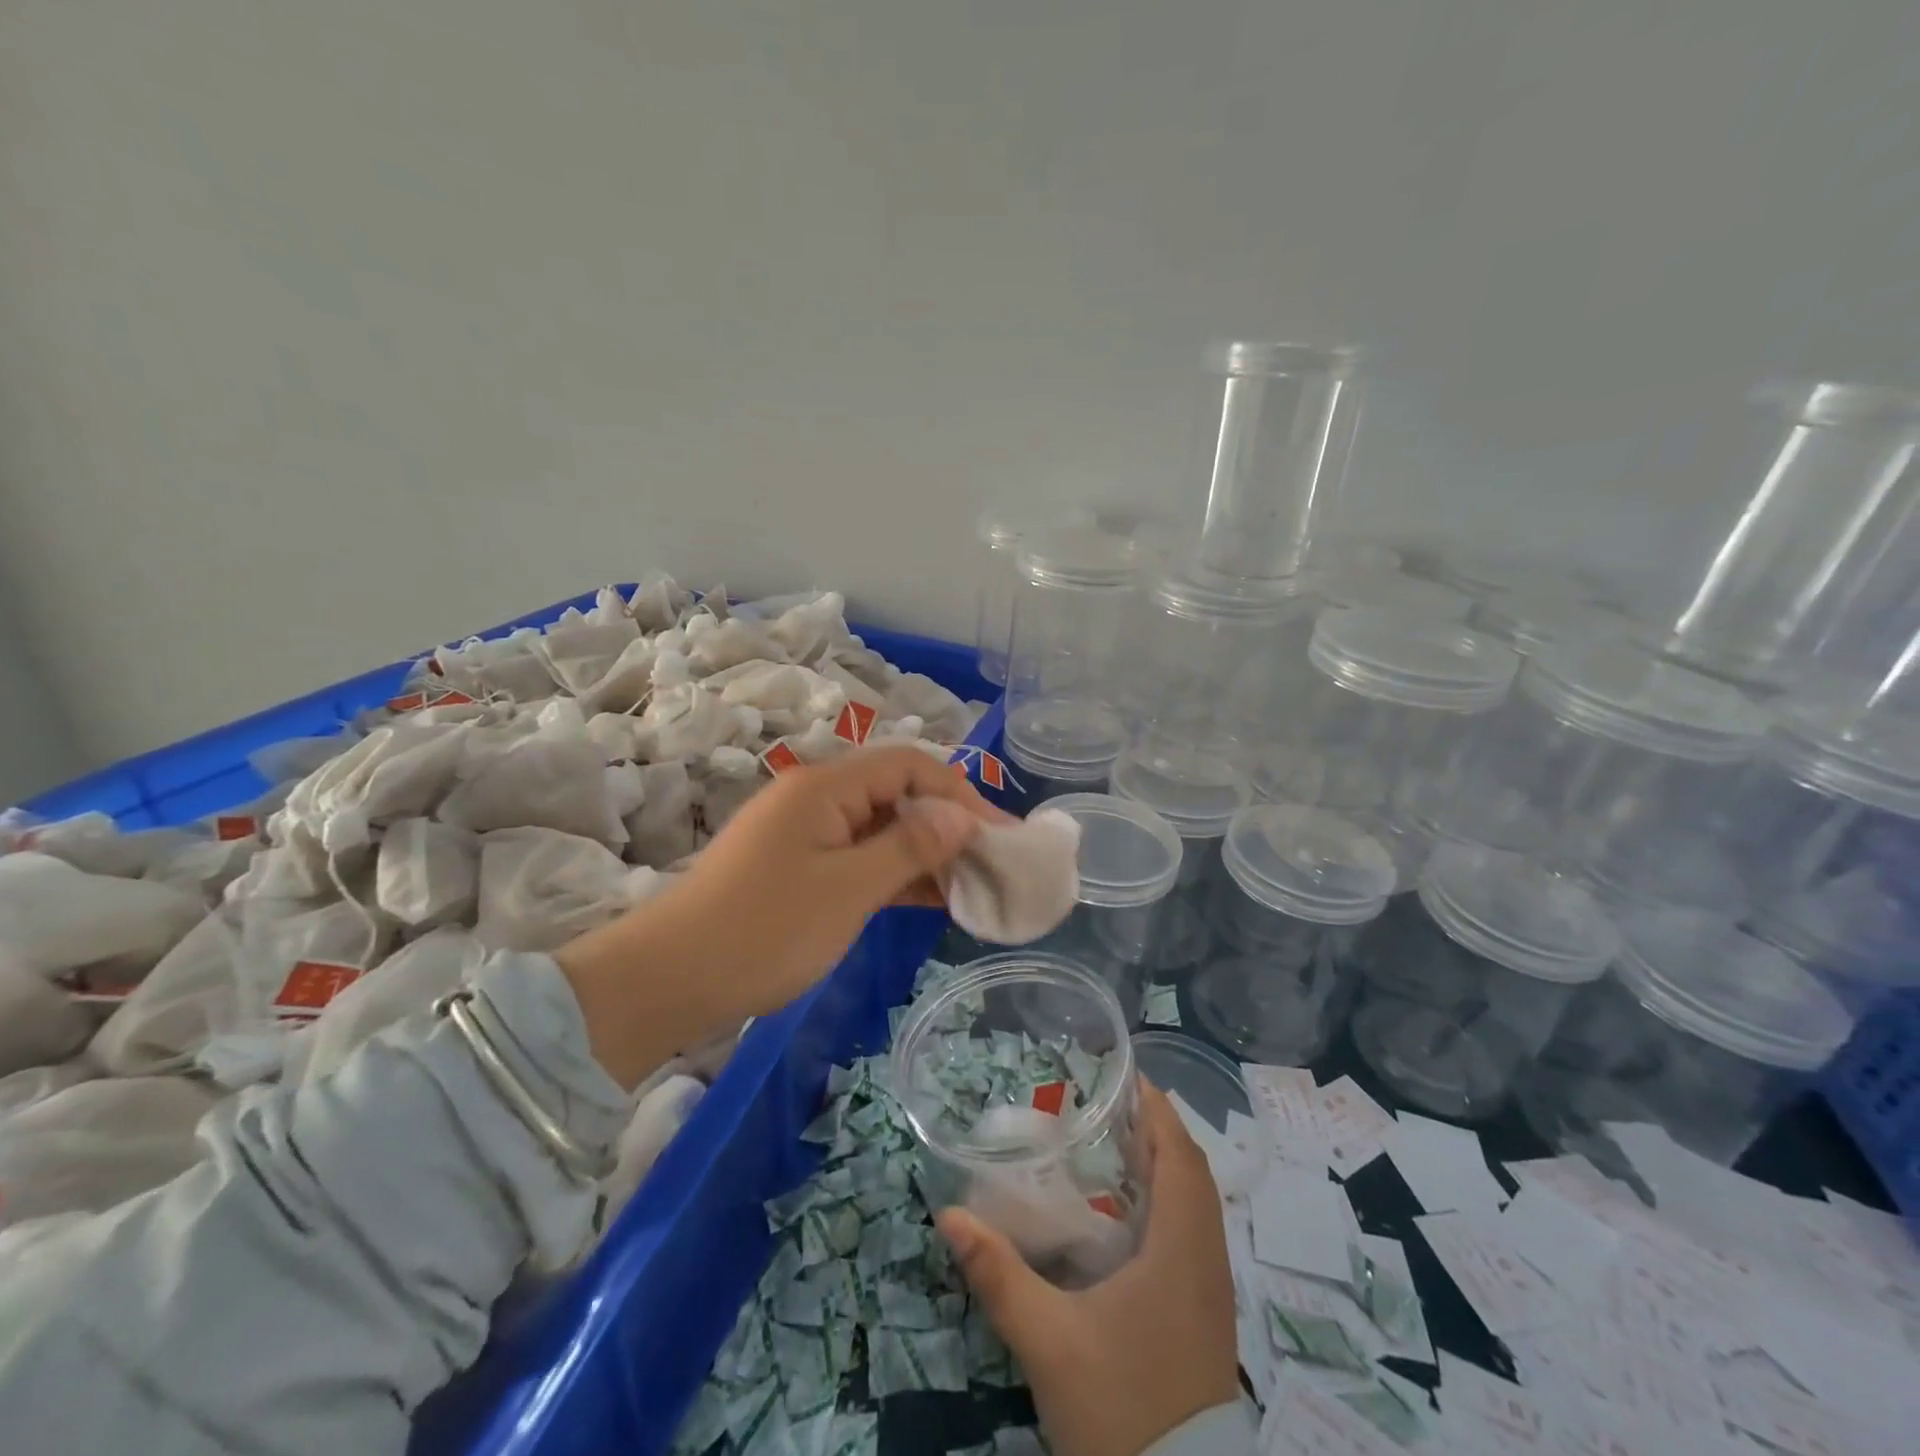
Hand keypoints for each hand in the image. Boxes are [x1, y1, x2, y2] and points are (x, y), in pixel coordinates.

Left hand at [556, 746, 1004, 1086]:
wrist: (668, 981)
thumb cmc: (764, 930)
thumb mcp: (849, 889)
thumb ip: (910, 847)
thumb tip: (961, 817)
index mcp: (825, 787)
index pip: (909, 765)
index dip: (960, 792)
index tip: (999, 834)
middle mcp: (817, 799)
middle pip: (897, 794)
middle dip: (948, 824)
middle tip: (993, 863)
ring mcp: (805, 835)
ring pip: (881, 830)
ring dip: (925, 853)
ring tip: (972, 885)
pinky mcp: (798, 869)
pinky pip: (859, 859)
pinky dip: (895, 875)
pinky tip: (931, 900)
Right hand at [938, 1082, 1239, 1455]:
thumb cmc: (1122, 1409)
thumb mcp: (1050, 1343)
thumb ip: (999, 1277)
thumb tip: (951, 1217)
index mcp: (1180, 1248)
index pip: (1180, 1155)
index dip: (1157, 1109)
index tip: (1126, 1075)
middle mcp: (1206, 1258)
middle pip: (1192, 1171)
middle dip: (1156, 1130)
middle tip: (1109, 1105)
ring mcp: (1212, 1289)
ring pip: (1198, 1203)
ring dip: (1166, 1165)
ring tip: (1117, 1145)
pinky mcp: (1207, 1315)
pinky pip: (1195, 1232)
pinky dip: (1171, 1201)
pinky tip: (1131, 1214)